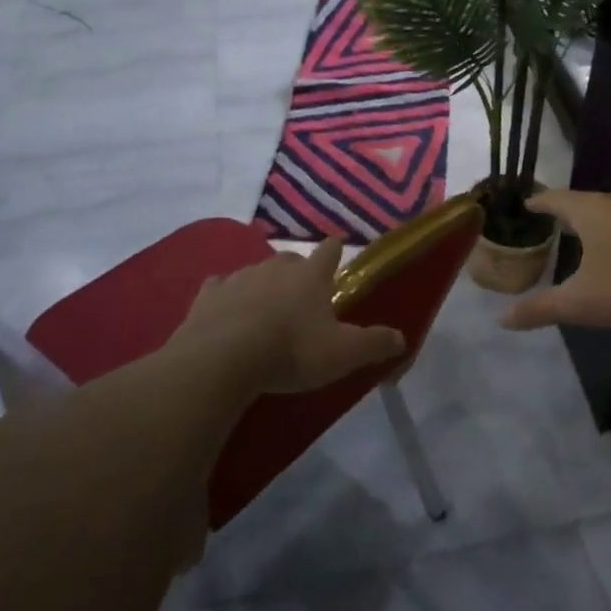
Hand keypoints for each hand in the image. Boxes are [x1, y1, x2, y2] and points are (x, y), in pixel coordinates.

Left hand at [174, 238, 404, 394]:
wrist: (223, 360)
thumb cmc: (291, 351)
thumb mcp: (343, 354)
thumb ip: (375, 344)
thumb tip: (402, 337)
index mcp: (311, 276)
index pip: (329, 251)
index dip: (336, 250)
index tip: (338, 249)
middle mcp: (276, 267)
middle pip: (291, 259)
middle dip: (298, 272)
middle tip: (302, 296)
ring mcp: (239, 277)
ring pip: (256, 272)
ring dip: (263, 285)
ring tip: (265, 309)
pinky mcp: (208, 295)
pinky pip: (220, 287)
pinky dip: (226, 296)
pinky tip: (225, 310)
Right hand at [501, 189, 610, 332]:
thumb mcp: (581, 302)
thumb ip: (541, 309)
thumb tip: (502, 319)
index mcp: (591, 210)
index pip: (556, 198)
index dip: (539, 202)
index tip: (528, 205)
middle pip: (587, 201)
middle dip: (571, 213)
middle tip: (557, 225)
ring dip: (604, 221)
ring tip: (594, 237)